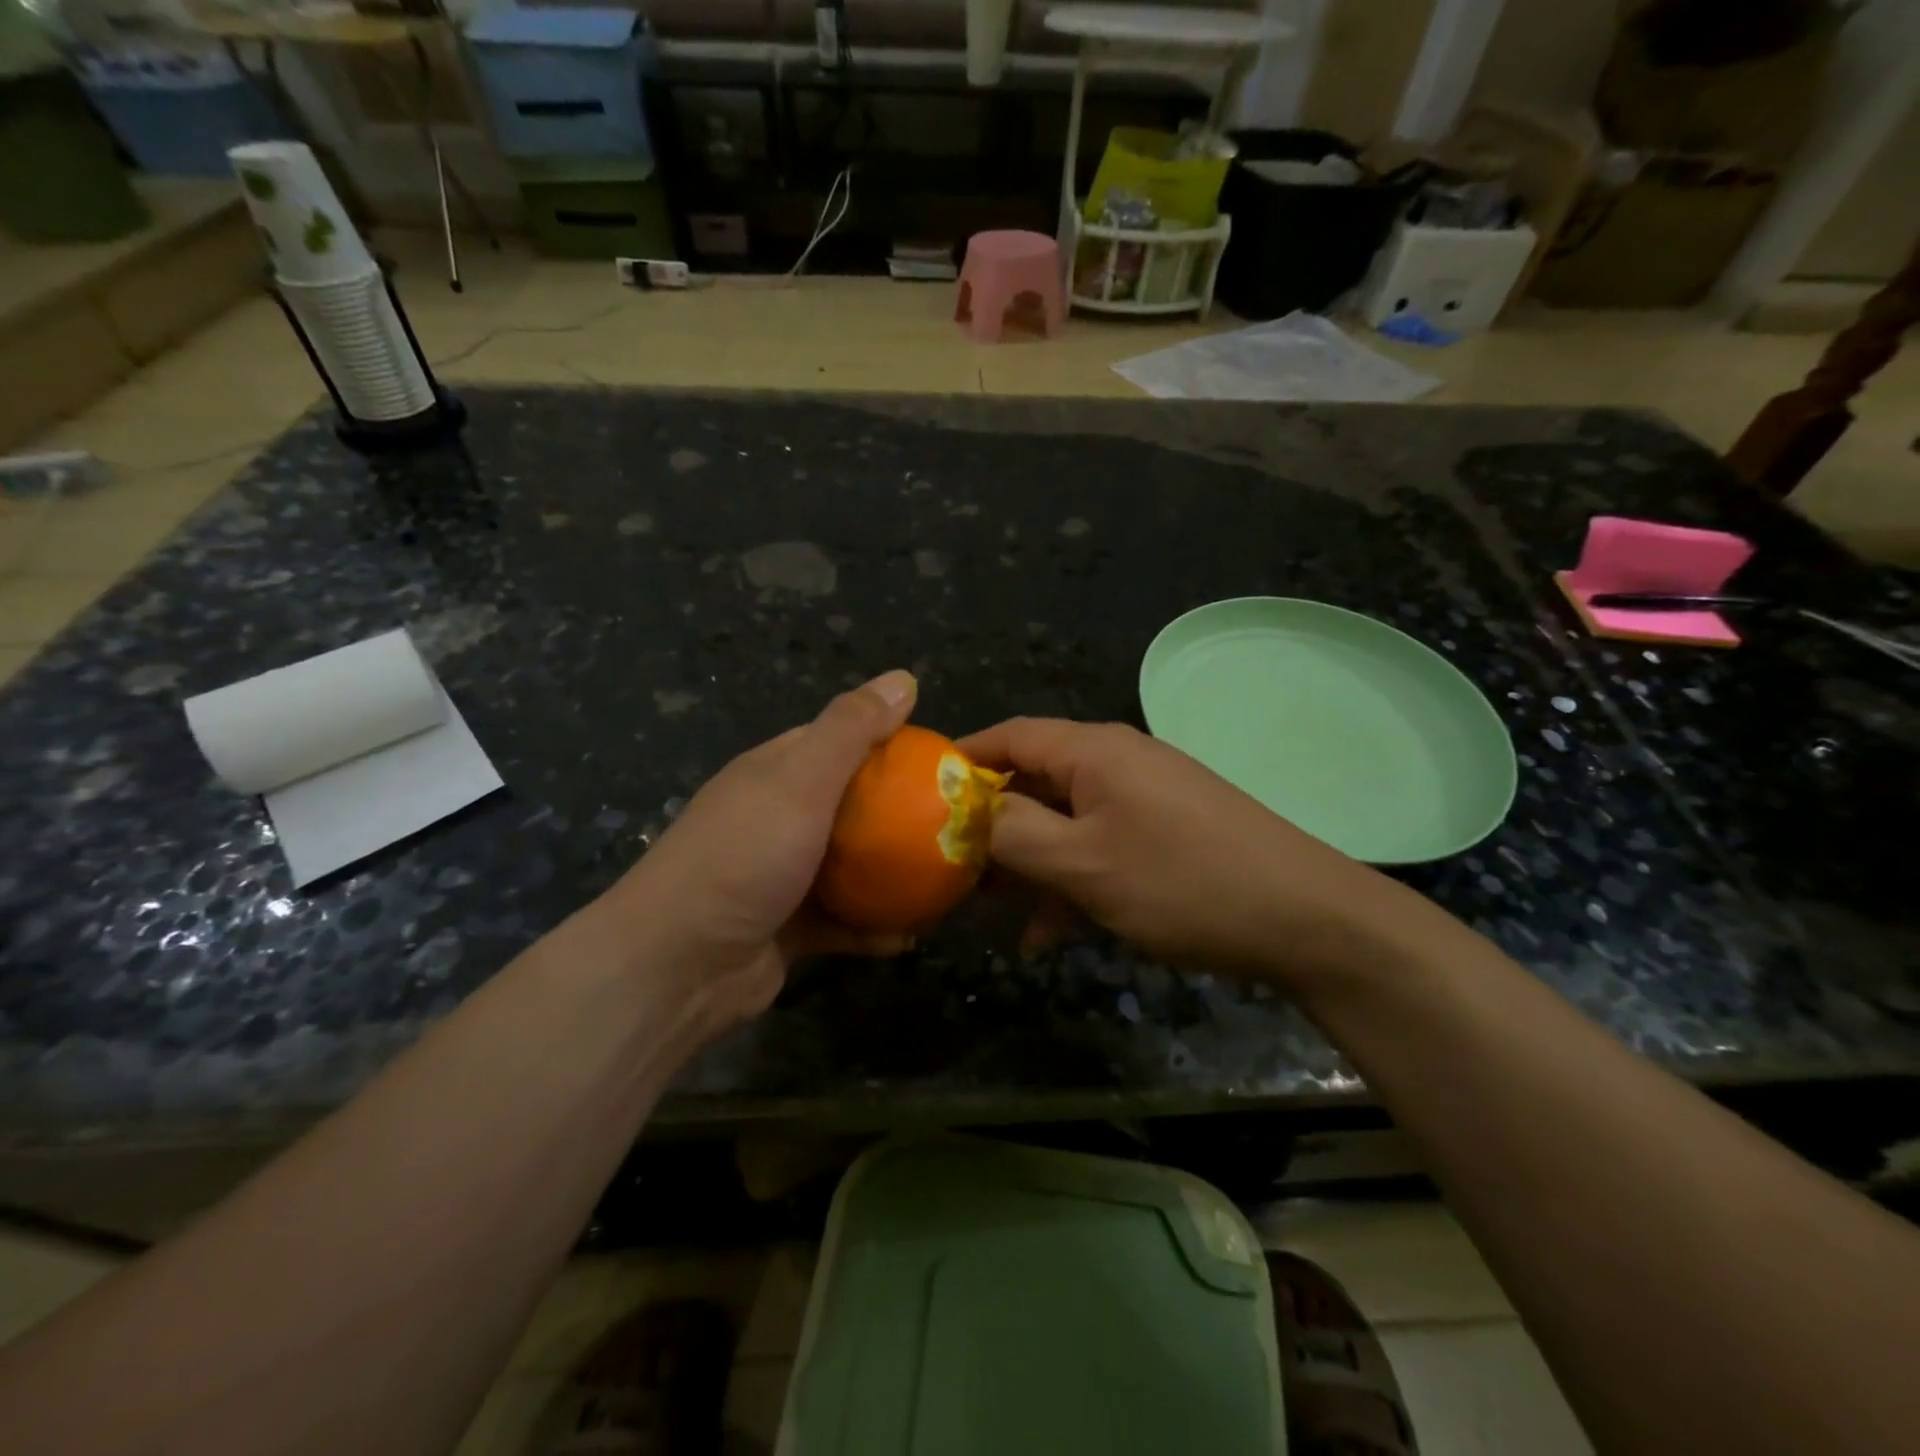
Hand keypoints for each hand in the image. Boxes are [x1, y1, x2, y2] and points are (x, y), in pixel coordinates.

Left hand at [590, 671, 919, 1035]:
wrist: (678, 967)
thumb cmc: (743, 857)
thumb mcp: (800, 780)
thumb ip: (851, 729)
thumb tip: (903, 677)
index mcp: (775, 773)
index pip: (839, 740)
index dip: (890, 742)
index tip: (942, 759)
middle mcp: (778, 818)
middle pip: (852, 805)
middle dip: (901, 812)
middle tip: (956, 822)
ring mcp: (782, 876)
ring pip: (852, 866)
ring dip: (893, 872)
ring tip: (947, 876)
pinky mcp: (790, 929)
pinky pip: (844, 921)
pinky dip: (874, 926)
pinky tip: (914, 933)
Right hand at [959, 718, 1405, 982]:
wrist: (1306, 919)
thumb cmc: (1183, 883)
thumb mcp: (1083, 864)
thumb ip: (1015, 834)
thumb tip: (970, 812)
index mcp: (1093, 751)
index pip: (1010, 736)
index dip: (961, 761)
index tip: (917, 797)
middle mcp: (1116, 761)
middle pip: (1033, 780)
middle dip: (989, 824)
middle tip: (948, 867)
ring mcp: (1144, 797)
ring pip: (1063, 820)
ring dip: (1027, 863)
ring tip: (990, 910)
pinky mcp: (1164, 831)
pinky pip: (1098, 845)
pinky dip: (1069, 880)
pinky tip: (1048, 934)